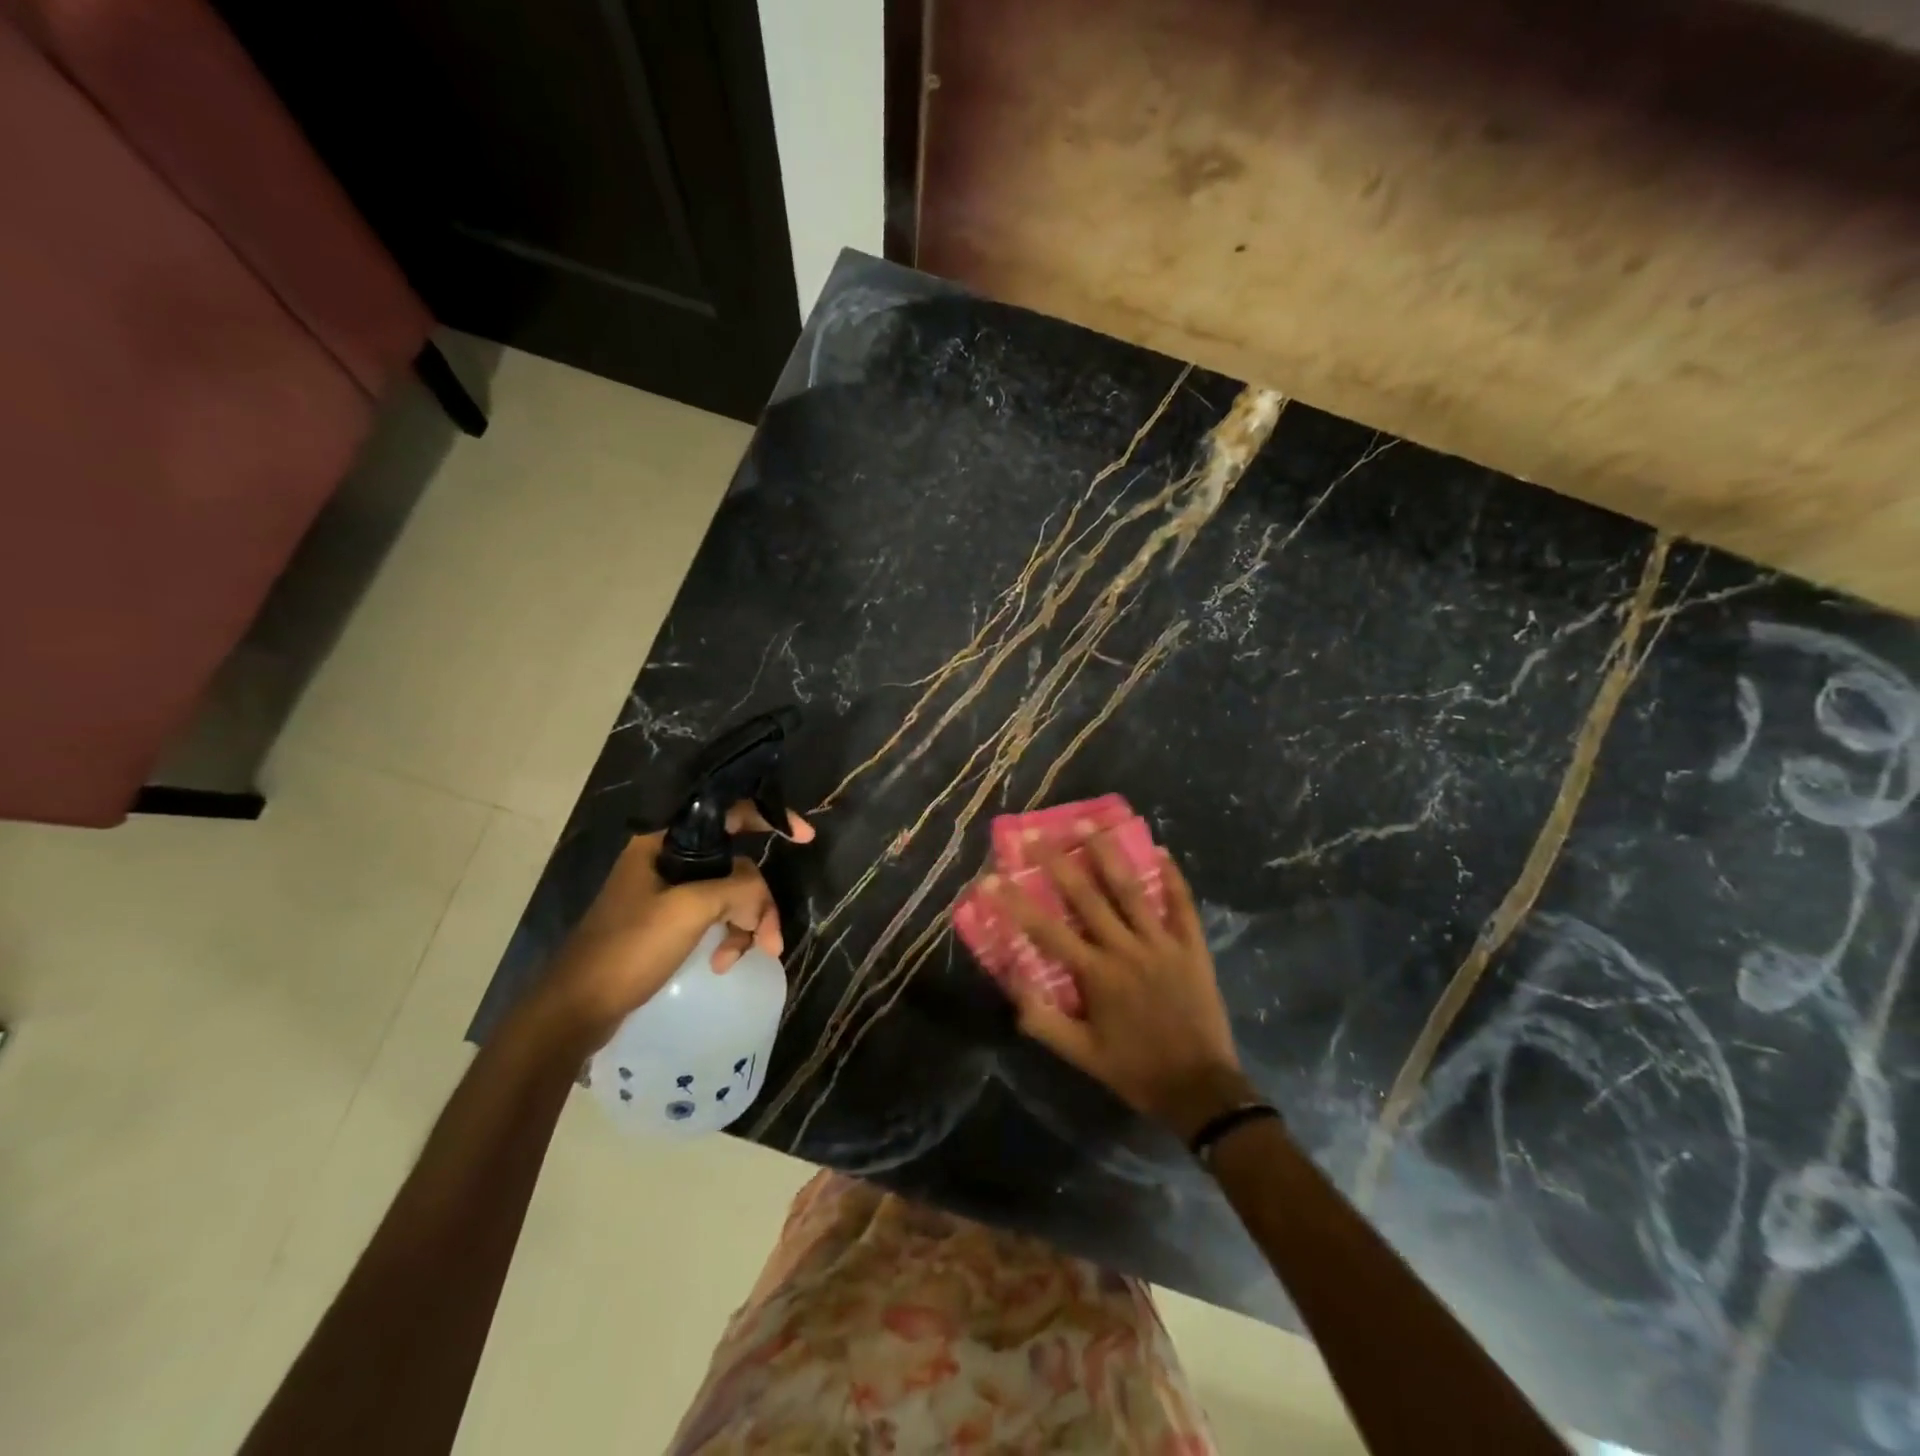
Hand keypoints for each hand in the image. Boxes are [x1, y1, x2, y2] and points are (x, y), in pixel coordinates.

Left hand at [532, 804, 814, 1051]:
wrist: (577, 1010)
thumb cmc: (629, 948)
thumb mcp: (690, 910)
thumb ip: (738, 889)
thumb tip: (760, 900)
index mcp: (664, 844)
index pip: (729, 816)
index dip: (770, 818)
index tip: (805, 837)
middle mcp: (667, 862)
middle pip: (737, 866)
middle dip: (758, 903)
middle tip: (770, 941)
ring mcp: (667, 894)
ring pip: (729, 896)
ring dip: (745, 925)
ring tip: (742, 958)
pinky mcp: (667, 924)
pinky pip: (714, 918)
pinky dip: (727, 937)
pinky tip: (723, 963)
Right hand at [990, 836, 1253, 1139]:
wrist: (1200, 1089)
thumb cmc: (1135, 1070)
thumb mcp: (1082, 1055)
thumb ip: (1044, 1021)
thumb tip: (1012, 983)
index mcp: (1096, 974)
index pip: (1047, 931)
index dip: (1016, 903)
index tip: (991, 879)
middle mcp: (1126, 949)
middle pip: (1087, 897)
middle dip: (1058, 862)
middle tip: (1038, 834)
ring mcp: (1162, 944)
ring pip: (1131, 890)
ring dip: (1109, 854)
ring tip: (1091, 823)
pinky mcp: (1192, 947)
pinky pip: (1183, 905)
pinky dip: (1173, 878)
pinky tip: (1163, 851)